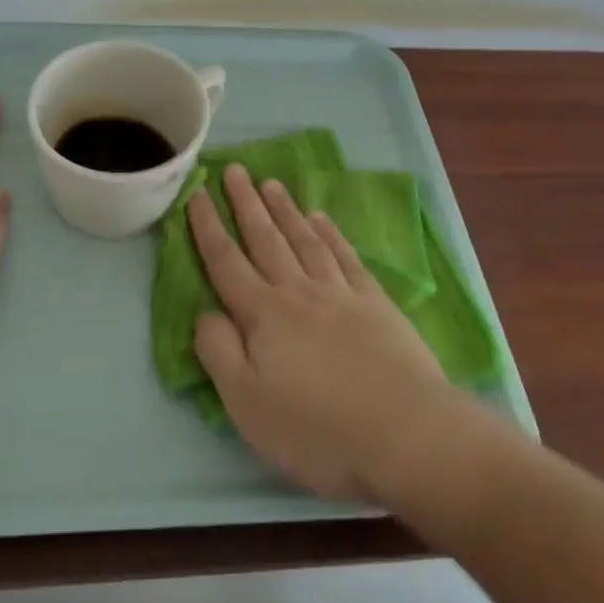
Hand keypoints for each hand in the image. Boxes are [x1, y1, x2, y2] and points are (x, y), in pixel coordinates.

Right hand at [188, 164, 453, 502]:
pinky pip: (345, 256)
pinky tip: (321, 217)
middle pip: (265, 239)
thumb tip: (205, 312)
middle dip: (245, 203)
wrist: (407, 433)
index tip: (196, 193)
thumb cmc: (317, 428)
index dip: (207, 226)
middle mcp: (297, 291)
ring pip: (304, 239)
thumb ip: (218, 352)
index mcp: (262, 315)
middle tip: (234, 169)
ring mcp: (340, 293)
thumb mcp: (247, 404)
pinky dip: (330, 232)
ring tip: (271, 183)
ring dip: (284, 209)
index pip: (225, 261)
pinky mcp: (375, 302)